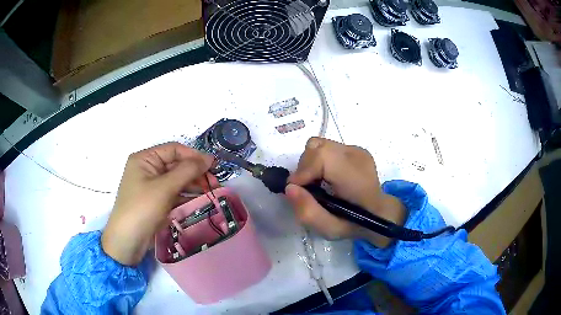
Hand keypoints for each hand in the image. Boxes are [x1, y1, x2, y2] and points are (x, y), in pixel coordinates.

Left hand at [102, 142, 215, 264]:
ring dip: (194, 184)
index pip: (173, 150)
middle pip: (176, 164)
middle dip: (195, 172)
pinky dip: (186, 194)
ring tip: (212, 191)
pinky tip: (200, 199)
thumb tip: (209, 158)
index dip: (193, 156)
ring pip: (177, 179)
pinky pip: (174, 192)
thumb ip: (187, 170)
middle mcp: (148, 168)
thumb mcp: (165, 187)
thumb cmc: (143, 208)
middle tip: (214, 183)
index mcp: (145, 158)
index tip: (213, 166)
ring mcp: (151, 185)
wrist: (128, 241)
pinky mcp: (156, 200)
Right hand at [286, 137, 405, 247]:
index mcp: (355, 177)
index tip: (296, 190)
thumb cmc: (355, 224)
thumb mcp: (330, 229)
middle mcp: (357, 157)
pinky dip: (319, 161)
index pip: (322, 156)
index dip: (303, 171)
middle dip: (305, 168)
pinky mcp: (354, 149)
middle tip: (307, 189)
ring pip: (319, 145)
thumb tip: (290, 188)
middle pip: (317, 147)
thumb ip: (308, 212)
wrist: (380, 213)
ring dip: (310, 163)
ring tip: (316, 182)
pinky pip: (327, 148)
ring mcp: (356, 150)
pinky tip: (326, 177)